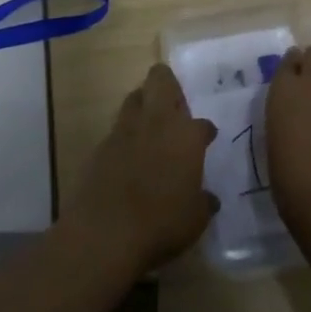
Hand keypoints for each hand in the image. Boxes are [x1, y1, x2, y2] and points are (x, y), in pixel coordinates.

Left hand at [62, 63, 217, 275]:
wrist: (105, 232)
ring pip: (135, 97)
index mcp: (186, 136)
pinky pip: (117, 129)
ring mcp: (125, 130)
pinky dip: (125, 136)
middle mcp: (157, 122)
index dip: (206, 132)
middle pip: (161, 79)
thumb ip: (204, 203)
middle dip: (168, 84)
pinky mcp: (101, 145)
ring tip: (150, 123)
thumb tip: (209, 199)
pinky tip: (128, 156)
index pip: (203, 124)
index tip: (207, 139)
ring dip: (143, 104)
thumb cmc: (161, 223)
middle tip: (174, 104)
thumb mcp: (195, 219)